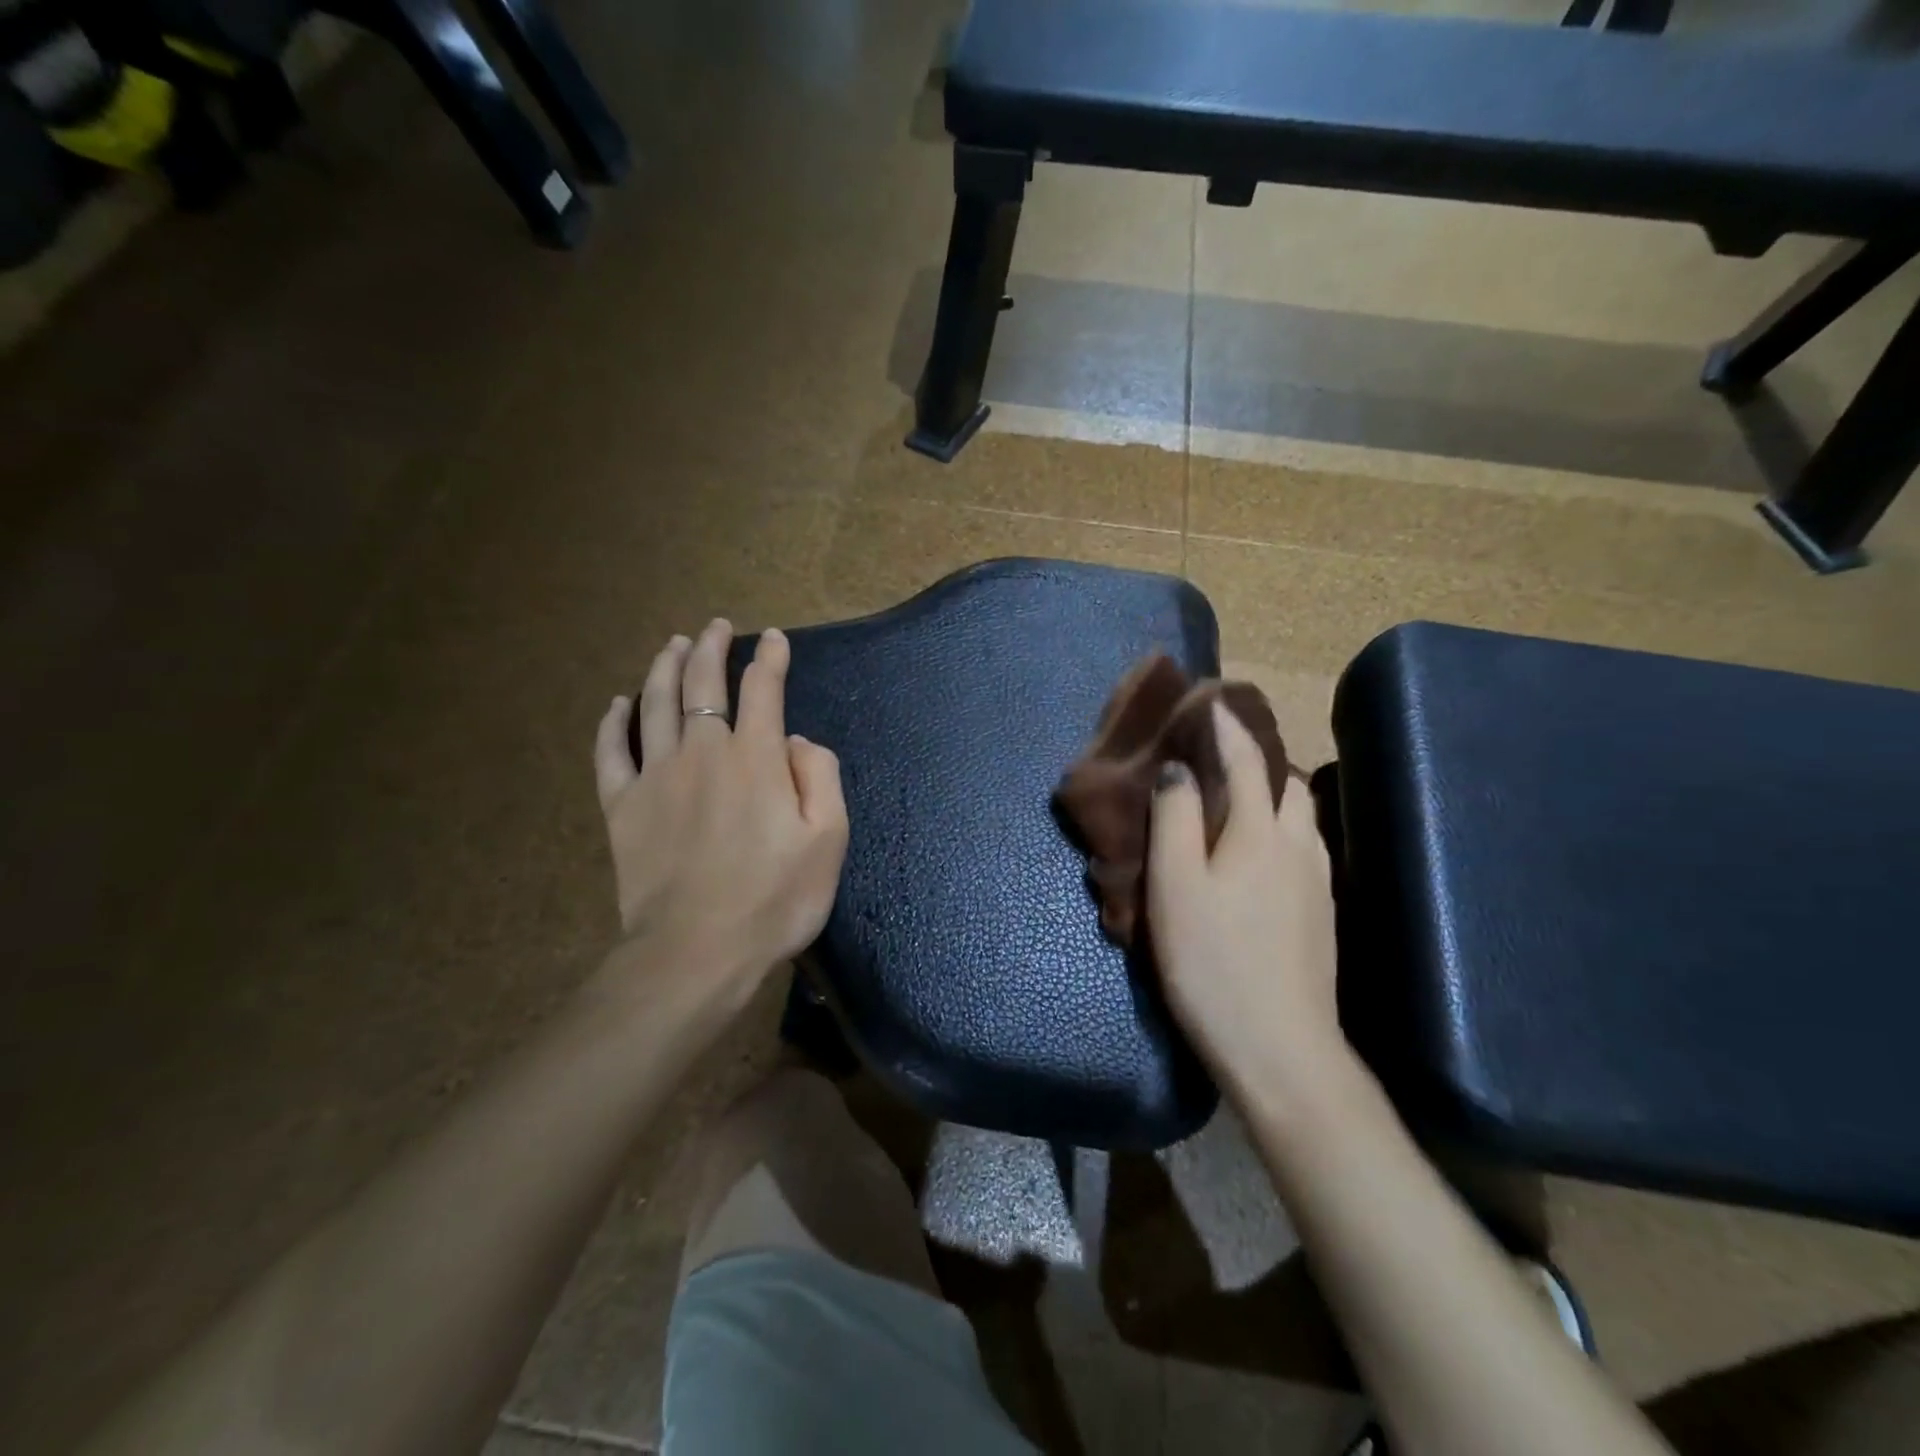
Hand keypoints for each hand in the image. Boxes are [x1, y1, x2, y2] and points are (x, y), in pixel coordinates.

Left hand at [593, 619, 848, 1009]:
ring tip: (673, 645)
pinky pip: (611, 753)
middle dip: (712, 649)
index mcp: (756, 758)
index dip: (771, 659)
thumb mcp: (828, 839)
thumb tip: (796, 742)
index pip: (764, 689)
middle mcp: (703, 752)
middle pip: (703, 684)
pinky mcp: (622, 807)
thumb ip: (820, 777)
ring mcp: (656, 776)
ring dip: (666, 668)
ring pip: (657, 705)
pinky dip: (614, 724)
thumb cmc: (775, 898)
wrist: (697, 951)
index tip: (775, 639)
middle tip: (716, 627)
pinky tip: (618, 705)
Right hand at [1146, 703, 1343, 1097]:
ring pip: (1301, 817)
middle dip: (1258, 758)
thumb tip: (1178, 770)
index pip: (1248, 761)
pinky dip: (1282, 827)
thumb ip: (1175, 820)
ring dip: (1273, 793)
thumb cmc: (1214, 962)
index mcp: (1261, 833)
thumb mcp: (1175, 887)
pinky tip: (1260, 851)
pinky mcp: (1321, 913)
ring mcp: (1317, 882)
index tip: (1212, 701)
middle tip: (1219, 755)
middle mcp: (1299, 846)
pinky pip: (1304, 846)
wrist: (1281, 1047)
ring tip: (1238, 797)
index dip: (1228, 728)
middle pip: (1287, 783)